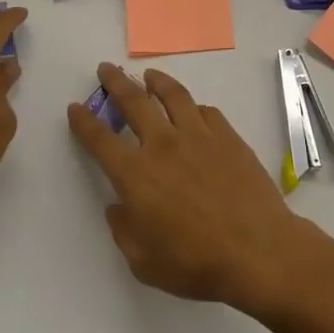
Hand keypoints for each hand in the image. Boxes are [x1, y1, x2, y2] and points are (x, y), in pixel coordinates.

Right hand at [68, 62, 307, 311]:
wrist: (257, 250)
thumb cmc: (195, 263)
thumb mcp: (144, 261)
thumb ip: (124, 230)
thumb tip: (118, 207)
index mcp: (136, 174)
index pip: (100, 139)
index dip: (84, 121)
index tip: (76, 108)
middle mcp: (163, 145)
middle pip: (133, 101)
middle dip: (115, 82)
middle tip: (106, 69)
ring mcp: (198, 135)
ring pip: (173, 95)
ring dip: (156, 81)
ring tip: (149, 75)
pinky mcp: (228, 136)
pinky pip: (206, 111)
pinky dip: (193, 107)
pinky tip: (193, 109)